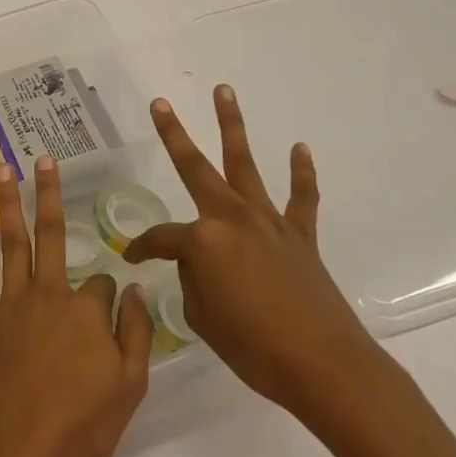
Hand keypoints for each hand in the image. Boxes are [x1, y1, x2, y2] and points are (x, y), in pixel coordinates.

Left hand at [0, 156, 153, 456]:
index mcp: (88, 310)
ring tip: (4, 167)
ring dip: (9, 201)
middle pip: (53, 233)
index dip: (111, 302)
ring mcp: (13, 303)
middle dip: (50, 193)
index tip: (111, 324)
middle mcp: (50, 293)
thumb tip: (136, 289)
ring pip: (13, 240)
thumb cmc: (78, 428)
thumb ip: (136, 335)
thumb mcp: (129, 388)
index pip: (105, 286)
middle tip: (44, 158)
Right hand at [123, 85, 384, 428]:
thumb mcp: (202, 318)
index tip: (132, 257)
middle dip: (174, 135)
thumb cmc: (253, 347)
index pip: (161, 237)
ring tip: (224, 91)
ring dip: (233, 126)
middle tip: (160, 104)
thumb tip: (199, 264)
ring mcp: (268, 223)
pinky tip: (298, 148)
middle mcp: (232, 218)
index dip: (142, 248)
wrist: (323, 366)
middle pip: (196, 169)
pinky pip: (301, 197)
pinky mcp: (300, 236)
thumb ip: (194, 281)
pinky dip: (301, 172)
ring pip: (245, 164)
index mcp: (203, 240)